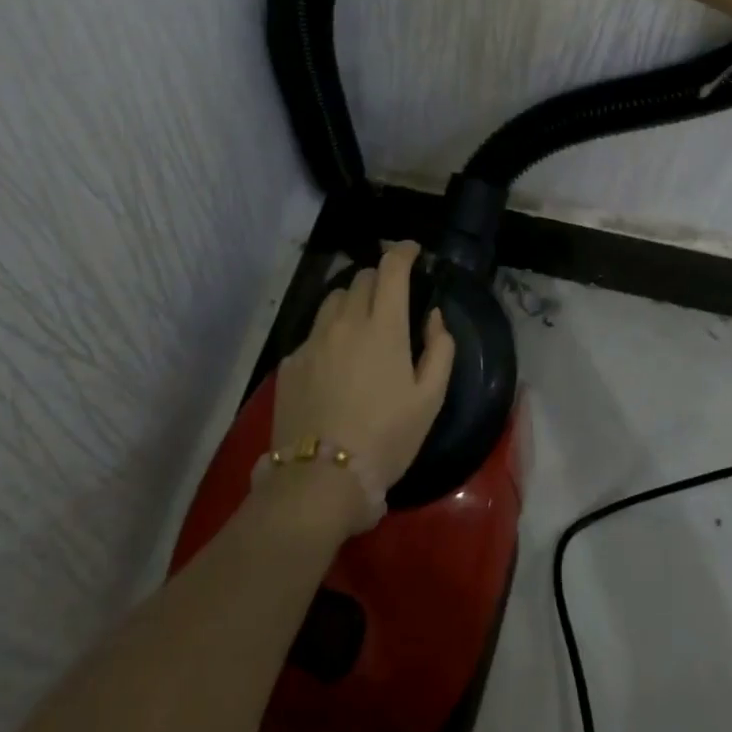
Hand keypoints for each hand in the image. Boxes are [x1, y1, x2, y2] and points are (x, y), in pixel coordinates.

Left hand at [271, 242, 455, 517]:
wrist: (320, 480)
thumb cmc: (386, 438)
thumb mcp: (430, 399)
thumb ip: (440, 348)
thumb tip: (433, 317)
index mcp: (384, 326)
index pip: (391, 268)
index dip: (403, 252)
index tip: (412, 251)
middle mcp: (345, 322)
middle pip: (361, 278)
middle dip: (379, 279)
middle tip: (391, 300)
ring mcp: (313, 340)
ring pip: (333, 300)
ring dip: (351, 302)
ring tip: (360, 327)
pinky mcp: (291, 362)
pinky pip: (313, 332)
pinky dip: (329, 334)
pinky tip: (334, 364)